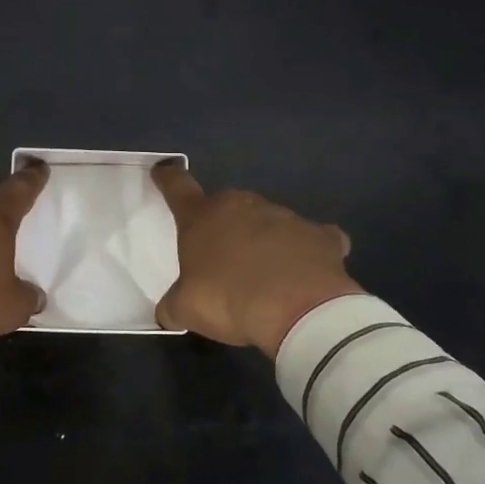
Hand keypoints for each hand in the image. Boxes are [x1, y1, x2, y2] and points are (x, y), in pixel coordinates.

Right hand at [152, 163, 361, 355]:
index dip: (168, 178)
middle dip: (223, 225)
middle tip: (222, 257)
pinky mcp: (321, 235)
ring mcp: (284, 216)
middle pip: (226, 205)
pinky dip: (306, 251)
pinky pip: (310, 238)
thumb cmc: (229, 301)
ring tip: (266, 275)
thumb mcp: (186, 309)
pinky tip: (307, 273)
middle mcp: (242, 206)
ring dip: (262, 239)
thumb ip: (173, 305)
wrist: (299, 311)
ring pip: (267, 221)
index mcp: (202, 217)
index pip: (178, 186)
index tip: (164, 171)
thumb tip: (167, 311)